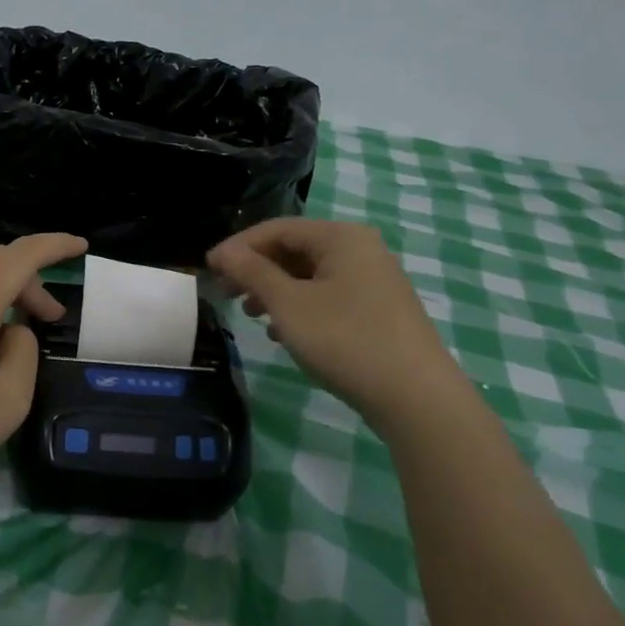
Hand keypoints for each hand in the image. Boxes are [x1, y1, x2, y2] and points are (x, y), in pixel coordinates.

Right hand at [207, 218, 452, 416]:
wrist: (415, 397)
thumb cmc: (345, 339)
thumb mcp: (288, 304)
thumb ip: (253, 272)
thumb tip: (224, 251)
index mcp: (340, 237)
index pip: (277, 228)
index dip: (238, 246)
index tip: (208, 268)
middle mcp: (361, 249)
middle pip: (295, 249)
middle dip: (256, 270)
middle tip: (225, 293)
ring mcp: (374, 280)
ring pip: (310, 275)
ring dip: (275, 290)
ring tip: (250, 315)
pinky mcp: (379, 309)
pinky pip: (328, 296)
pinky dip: (300, 307)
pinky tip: (282, 332)